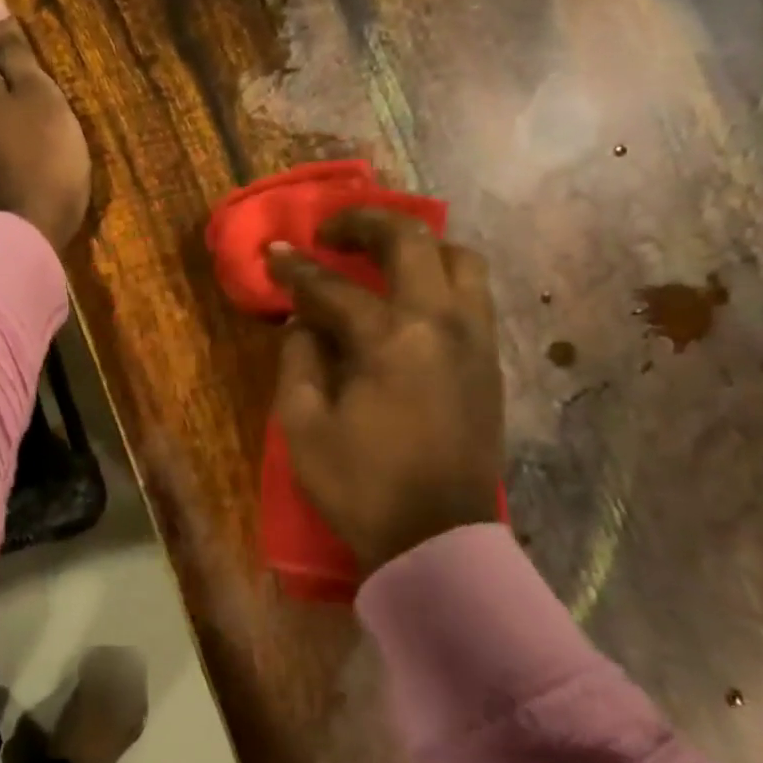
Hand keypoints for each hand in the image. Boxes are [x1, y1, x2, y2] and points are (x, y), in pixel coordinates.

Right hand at [267, 208, 503, 570]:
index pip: (334, 287)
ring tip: (381, 258)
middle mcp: (442, 323)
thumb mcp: (303, 425)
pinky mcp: (488, 361)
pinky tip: (410, 297)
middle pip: (413, 241)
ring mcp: (475, 339)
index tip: (273, 253)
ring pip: (460, 259)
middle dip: (366, 223)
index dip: (296, 269)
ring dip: (417, 245)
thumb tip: (304, 322)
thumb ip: (299, 359)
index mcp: (391, 339)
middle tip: (332, 232)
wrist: (436, 539)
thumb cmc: (360, 485)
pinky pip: (472, 294)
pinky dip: (440, 277)